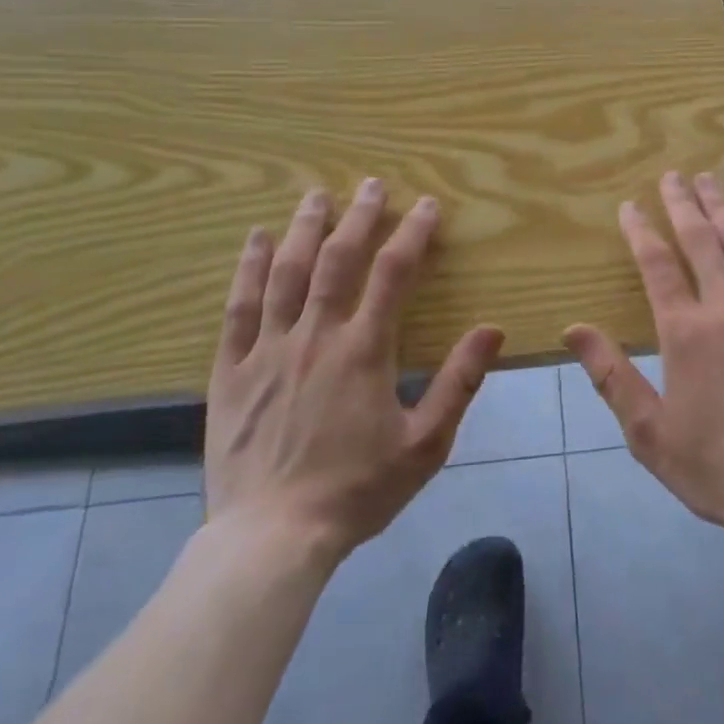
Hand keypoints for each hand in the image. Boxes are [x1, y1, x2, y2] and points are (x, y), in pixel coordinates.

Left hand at [204, 178, 503, 566]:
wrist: (272, 539)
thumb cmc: (357, 490)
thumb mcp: (425, 444)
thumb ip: (459, 382)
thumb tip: (492, 330)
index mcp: (364, 351)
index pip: (393, 274)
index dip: (412, 234)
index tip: (427, 206)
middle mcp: (315, 336)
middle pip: (337, 260)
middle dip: (358, 217)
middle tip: (371, 184)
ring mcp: (268, 350)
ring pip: (285, 273)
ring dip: (303, 229)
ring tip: (317, 195)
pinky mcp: (231, 371)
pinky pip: (238, 309)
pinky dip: (246, 270)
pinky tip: (254, 241)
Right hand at [565, 171, 723, 537]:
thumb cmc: (715, 465)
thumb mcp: (648, 431)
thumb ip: (611, 375)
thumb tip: (573, 329)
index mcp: (687, 331)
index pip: (657, 264)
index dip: (640, 230)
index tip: (630, 205)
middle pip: (703, 239)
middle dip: (684, 203)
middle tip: (673, 175)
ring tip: (712, 181)